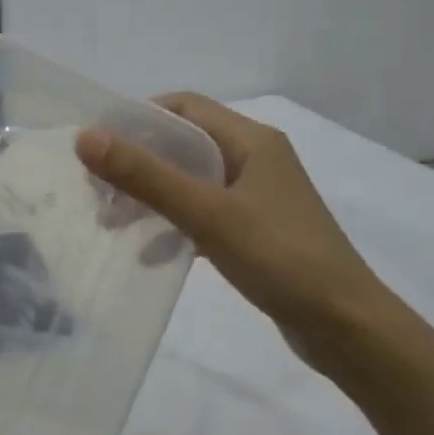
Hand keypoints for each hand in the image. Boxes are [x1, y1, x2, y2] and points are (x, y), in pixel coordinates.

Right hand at [76, 94, 402, 371]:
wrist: (347, 327)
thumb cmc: (280, 258)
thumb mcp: (206, 213)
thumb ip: (146, 175)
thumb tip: (86, 137)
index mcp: (251, 141)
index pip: (184, 107)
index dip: (137, 118)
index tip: (98, 146)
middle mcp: (256, 160)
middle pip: (184, 145)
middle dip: (138, 163)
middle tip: (99, 191)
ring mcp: (258, 198)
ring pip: (191, 182)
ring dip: (152, 196)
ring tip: (113, 222)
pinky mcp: (257, 232)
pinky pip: (204, 215)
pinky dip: (175, 226)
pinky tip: (151, 253)